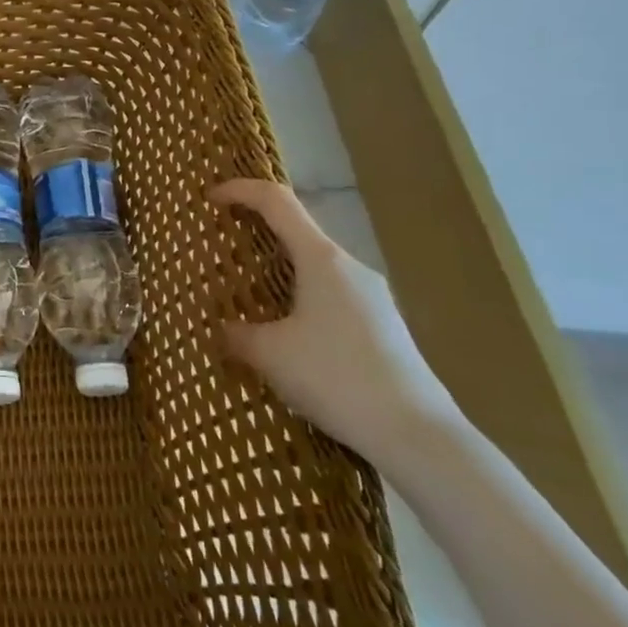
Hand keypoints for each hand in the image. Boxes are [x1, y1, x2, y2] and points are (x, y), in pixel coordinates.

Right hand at [212, 179, 460, 459]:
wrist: (417, 435)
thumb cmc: (336, 377)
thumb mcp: (269, 354)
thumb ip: (237, 334)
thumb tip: (222, 330)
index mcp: (321, 259)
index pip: (277, 201)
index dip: (240, 190)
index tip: (210, 199)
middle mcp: (349, 268)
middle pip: (297, 231)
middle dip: (257, 231)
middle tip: (223, 248)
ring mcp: (371, 297)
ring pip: (314, 267)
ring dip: (278, 270)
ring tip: (248, 295)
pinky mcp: (382, 327)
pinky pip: (330, 296)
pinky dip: (299, 298)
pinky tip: (286, 335)